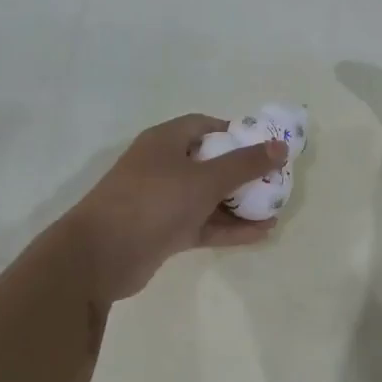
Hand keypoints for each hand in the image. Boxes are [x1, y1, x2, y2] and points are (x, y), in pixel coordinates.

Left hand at [63, 115, 287, 302]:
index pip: (205, 126)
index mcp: (165, 141)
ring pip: (207, 197)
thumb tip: (280, 147)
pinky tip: (260, 234)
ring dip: (239, 204)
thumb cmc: (153, 202)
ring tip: (275, 211)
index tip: (264, 146)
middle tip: (274, 181)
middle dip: (242, 172)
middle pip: (209, 163)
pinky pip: (203, 224)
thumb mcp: (205, 179)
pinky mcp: (164, 232)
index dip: (236, 133)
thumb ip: (245, 164)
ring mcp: (162, 201)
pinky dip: (228, 228)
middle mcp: (162, 166)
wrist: (101, 255)